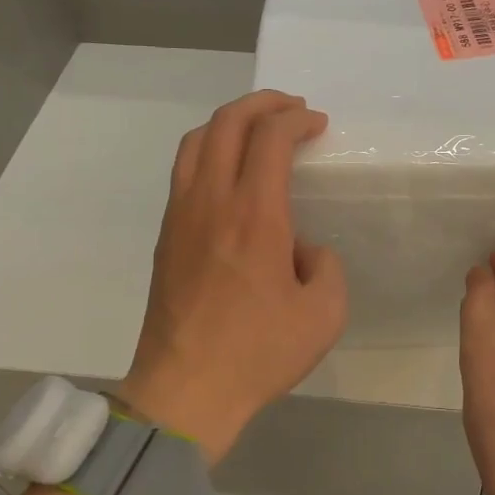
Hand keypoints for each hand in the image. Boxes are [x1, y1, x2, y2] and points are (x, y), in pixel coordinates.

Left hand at [118, 90, 346, 464]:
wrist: (185, 390)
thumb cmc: (258, 353)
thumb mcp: (324, 315)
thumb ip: (327, 267)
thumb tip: (304, 249)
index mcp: (255, 215)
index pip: (270, 137)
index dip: (297, 119)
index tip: (318, 124)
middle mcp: (212, 201)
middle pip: (228, 122)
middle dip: (263, 103)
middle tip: (291, 108)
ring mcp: (181, 214)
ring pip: (197, 140)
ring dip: (230, 120)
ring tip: (257, 127)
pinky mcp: (166, 233)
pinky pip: (183, 168)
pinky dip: (208, 148)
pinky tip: (228, 168)